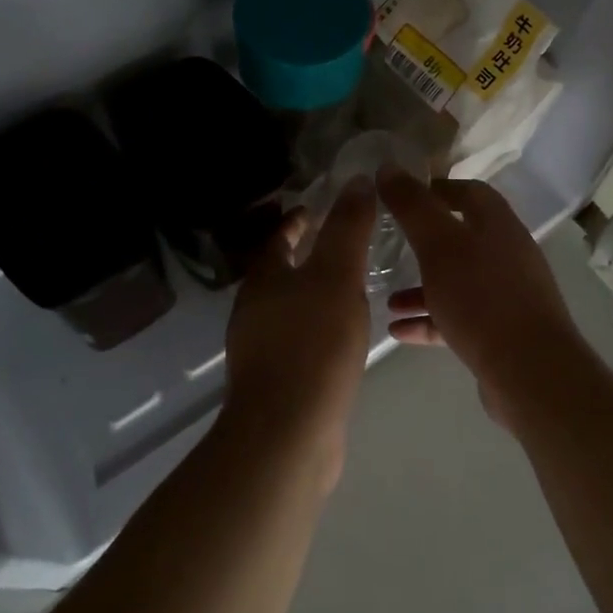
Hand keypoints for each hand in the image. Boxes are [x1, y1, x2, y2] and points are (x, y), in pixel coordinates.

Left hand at [220, 176, 377, 488]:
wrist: (288, 432)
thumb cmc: (313, 343)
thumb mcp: (337, 275)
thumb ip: (348, 228)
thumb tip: (357, 180)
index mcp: (264, 278)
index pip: (279, 237)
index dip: (298, 221)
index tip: (318, 210)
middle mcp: (254, 308)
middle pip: (280, 271)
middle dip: (306, 255)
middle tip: (343, 245)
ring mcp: (260, 347)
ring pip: (289, 306)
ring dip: (313, 291)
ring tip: (350, 287)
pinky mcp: (275, 379)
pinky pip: (298, 338)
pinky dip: (317, 325)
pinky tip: (342, 336)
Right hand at [377, 169, 590, 426]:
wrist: (530, 372)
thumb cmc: (481, 297)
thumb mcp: (438, 244)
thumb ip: (412, 205)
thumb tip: (388, 167)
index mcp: (497, 224)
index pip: (468, 192)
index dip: (435, 190)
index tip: (399, 197)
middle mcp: (506, 253)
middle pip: (460, 238)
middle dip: (422, 243)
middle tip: (388, 247)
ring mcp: (507, 294)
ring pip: (457, 281)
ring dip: (421, 287)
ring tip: (385, 298)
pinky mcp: (501, 332)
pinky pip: (459, 317)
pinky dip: (430, 319)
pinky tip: (398, 331)